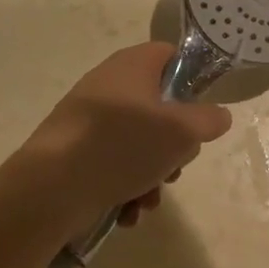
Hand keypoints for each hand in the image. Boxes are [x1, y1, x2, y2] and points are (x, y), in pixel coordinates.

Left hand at [18, 43, 232, 224]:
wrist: (51, 187)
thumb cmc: (122, 146)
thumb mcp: (180, 131)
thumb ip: (208, 120)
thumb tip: (217, 115)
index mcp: (132, 65)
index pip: (171, 56)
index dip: (192, 81)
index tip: (201, 113)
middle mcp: (109, 85)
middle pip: (159, 108)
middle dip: (173, 146)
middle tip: (174, 166)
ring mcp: (90, 119)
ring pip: (139, 144)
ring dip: (152, 175)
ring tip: (148, 199)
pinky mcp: (76, 151)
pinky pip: (114, 164)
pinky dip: (126, 187)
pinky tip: (127, 211)